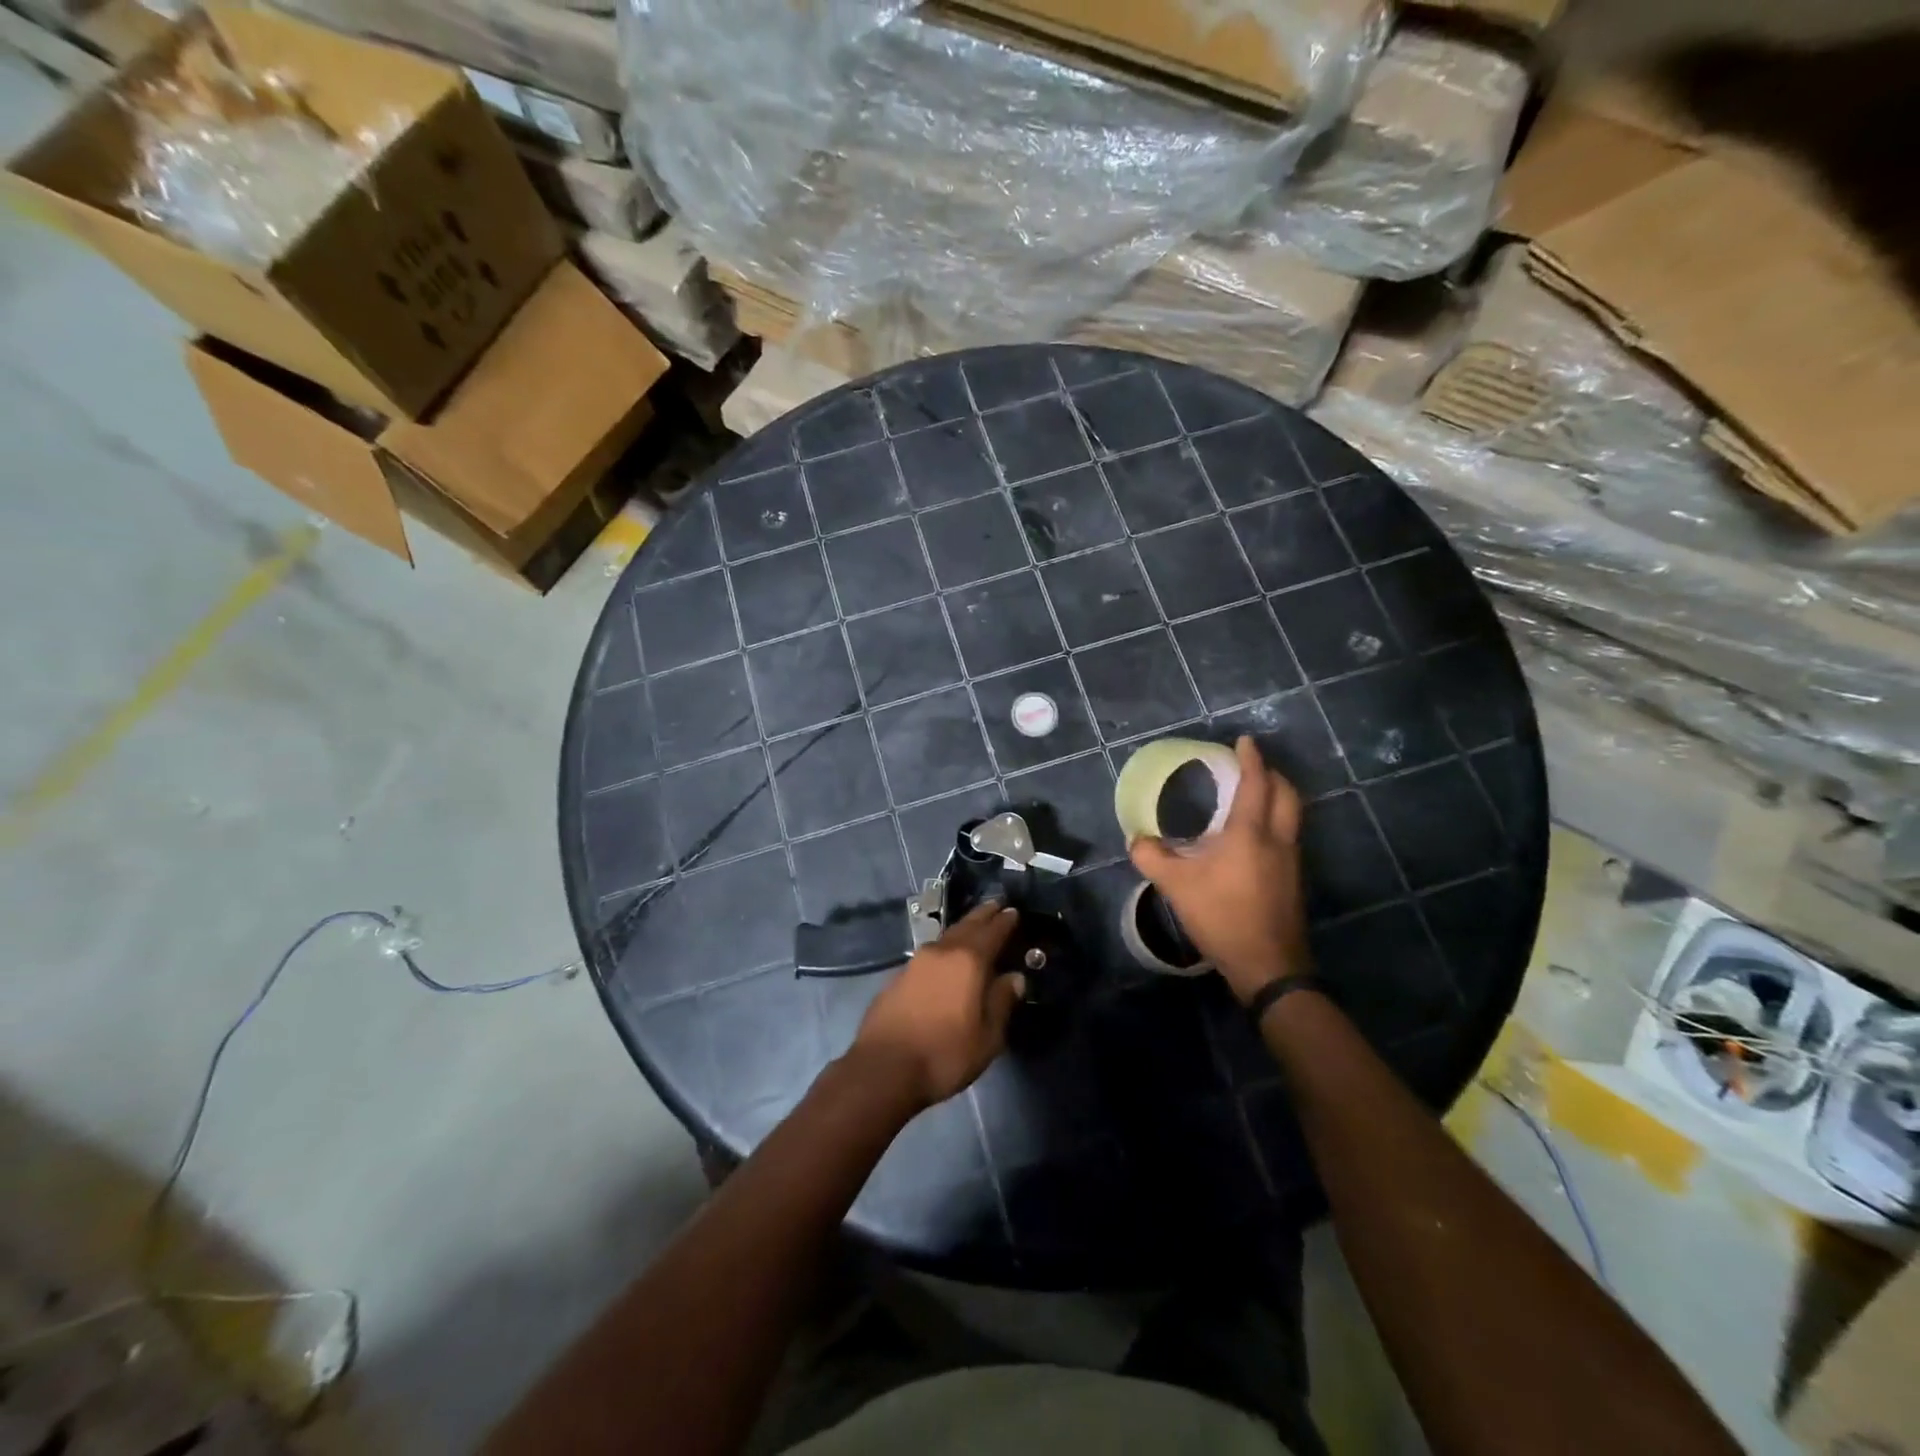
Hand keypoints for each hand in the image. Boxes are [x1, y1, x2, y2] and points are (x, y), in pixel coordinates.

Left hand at [849, 902, 1024, 1110]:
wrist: (884, 1068)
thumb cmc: (944, 1054)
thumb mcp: (987, 1037)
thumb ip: (1001, 1002)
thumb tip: (1014, 978)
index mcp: (968, 961)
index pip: (992, 932)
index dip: (1005, 922)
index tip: (1014, 911)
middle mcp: (941, 952)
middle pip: (966, 926)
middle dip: (983, 915)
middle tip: (996, 905)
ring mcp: (916, 962)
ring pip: (946, 937)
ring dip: (962, 929)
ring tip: (974, 927)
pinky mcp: (898, 977)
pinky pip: (930, 954)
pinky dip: (944, 949)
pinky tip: (946, 958)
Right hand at [1129, 736, 1309, 1004]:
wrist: (1268, 966)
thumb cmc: (1222, 916)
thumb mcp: (1176, 886)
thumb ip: (1152, 857)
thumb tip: (1136, 839)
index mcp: (1250, 833)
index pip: (1256, 784)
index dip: (1252, 759)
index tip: (1245, 740)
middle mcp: (1278, 840)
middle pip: (1286, 794)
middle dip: (1272, 774)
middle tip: (1252, 766)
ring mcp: (1291, 861)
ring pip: (1292, 816)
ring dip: (1278, 798)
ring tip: (1255, 795)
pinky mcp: (1294, 881)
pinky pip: (1289, 836)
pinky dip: (1277, 821)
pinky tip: (1256, 837)